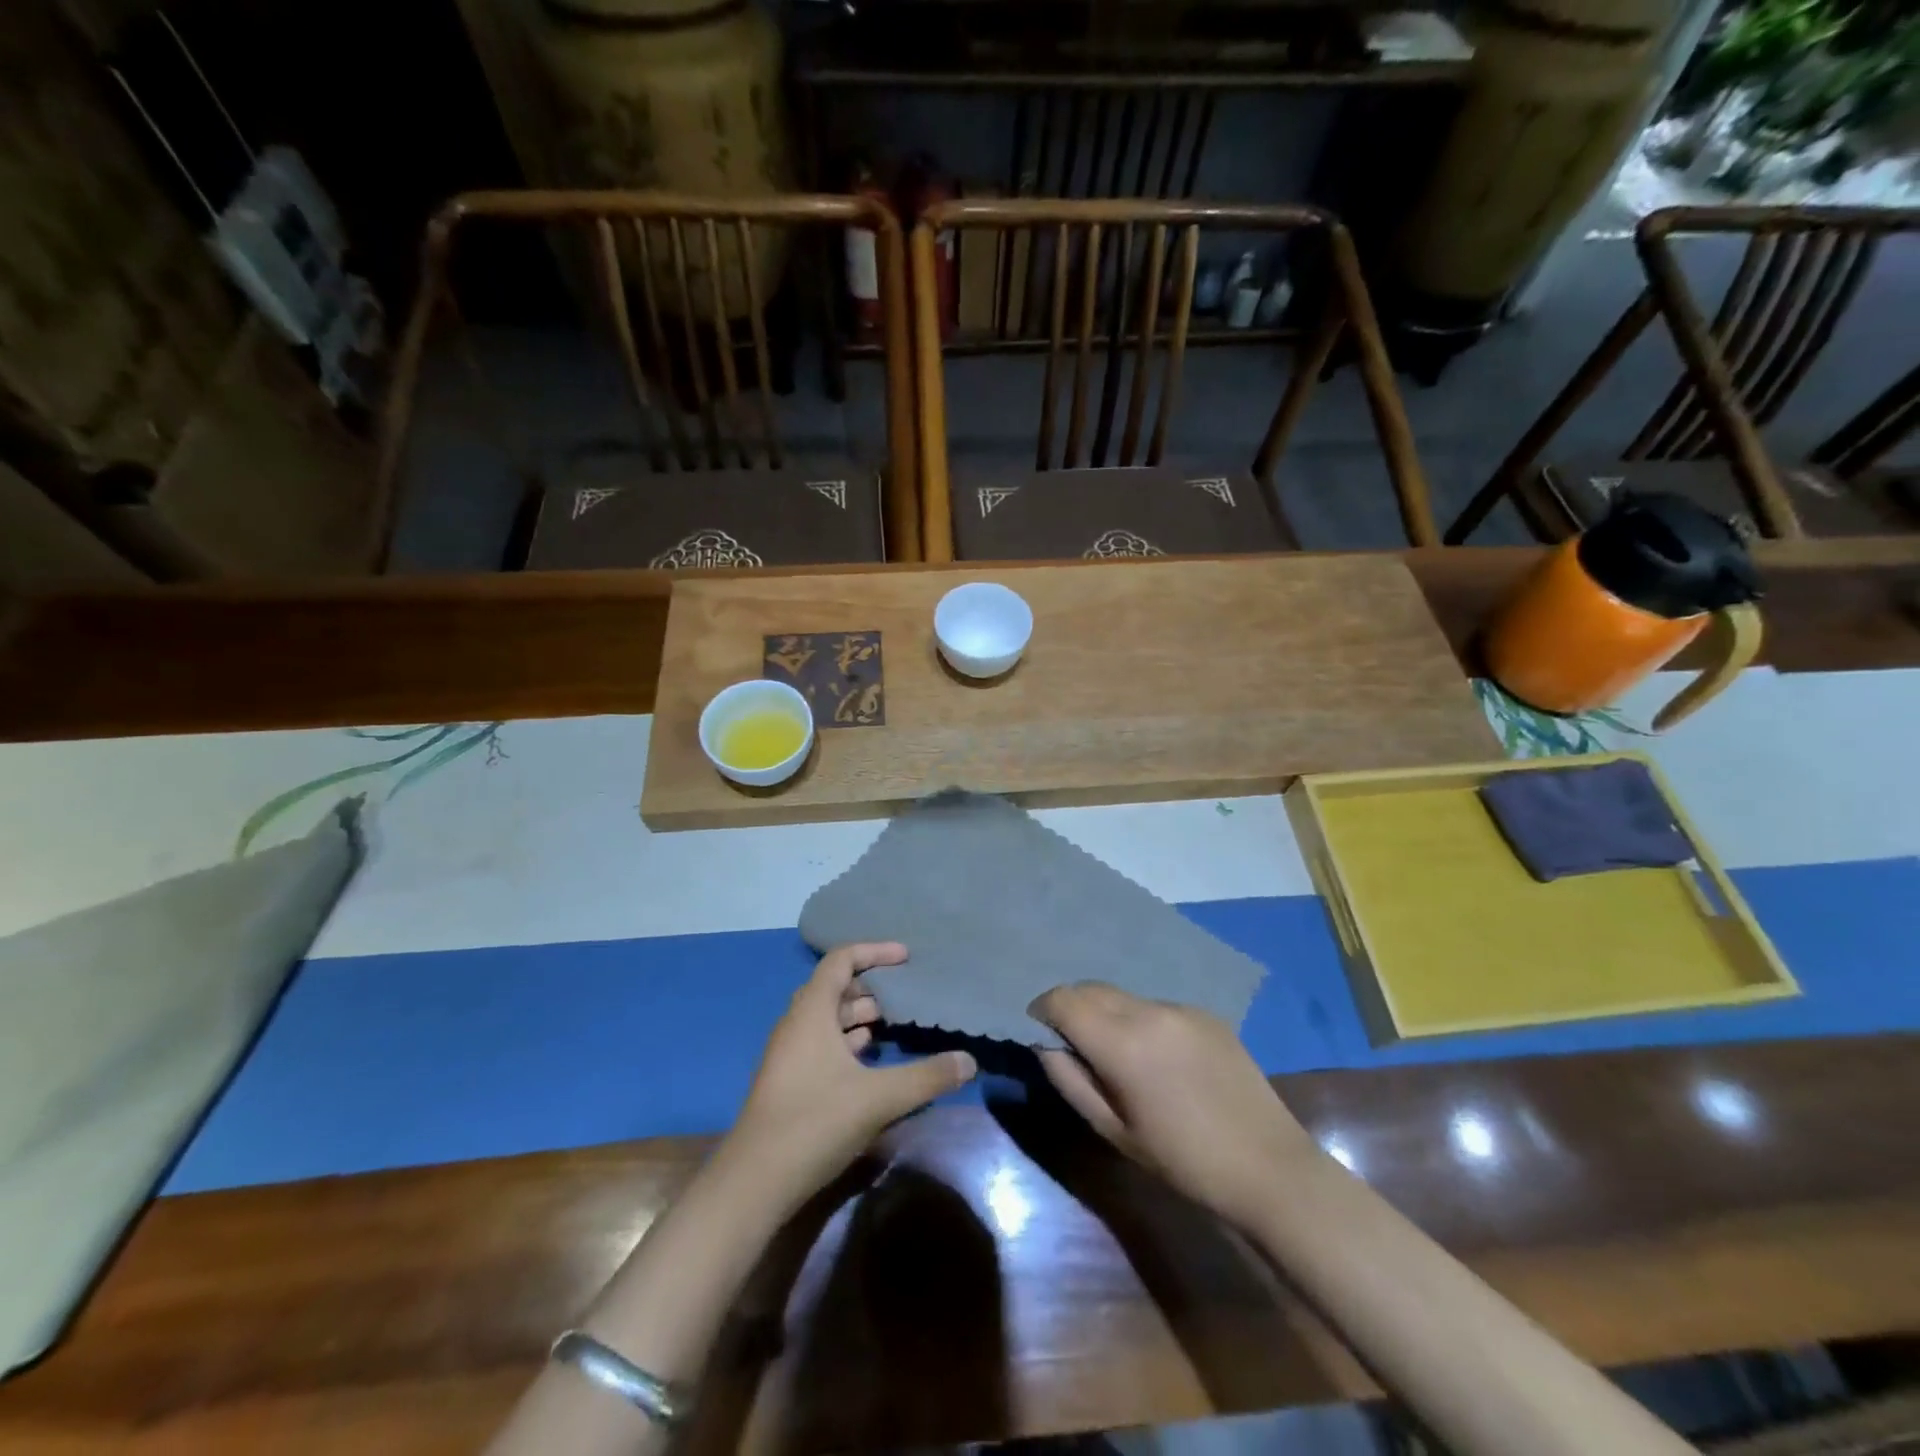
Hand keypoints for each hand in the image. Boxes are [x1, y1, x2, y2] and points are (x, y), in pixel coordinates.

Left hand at [725, 943, 975, 1207]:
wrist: (754, 1182)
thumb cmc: (815, 1122)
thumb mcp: (878, 1098)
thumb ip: (926, 1077)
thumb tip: (969, 1061)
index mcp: (812, 1012)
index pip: (840, 960)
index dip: (874, 951)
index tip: (905, 957)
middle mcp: (797, 1025)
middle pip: (834, 988)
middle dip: (870, 986)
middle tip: (904, 995)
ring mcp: (789, 1055)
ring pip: (827, 1019)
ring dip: (858, 1016)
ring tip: (893, 1024)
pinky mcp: (789, 1082)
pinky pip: (822, 1044)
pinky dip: (847, 1042)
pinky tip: (869, 1061)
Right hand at [1028, 983, 1311, 1228]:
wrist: (1268, 1167)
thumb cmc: (1182, 1160)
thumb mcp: (1113, 1130)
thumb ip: (1070, 1080)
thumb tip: (1045, 1043)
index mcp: (1122, 1042)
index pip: (1063, 1000)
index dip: (1042, 1009)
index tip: (1038, 1029)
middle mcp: (1149, 1010)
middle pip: (1091, 988)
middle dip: (1071, 1006)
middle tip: (1070, 1041)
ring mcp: (1180, 1007)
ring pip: (1123, 996)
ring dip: (1105, 1012)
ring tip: (1114, 1051)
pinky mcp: (1205, 1013)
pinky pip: (1155, 1006)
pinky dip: (1139, 1019)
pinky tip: (1156, 1056)